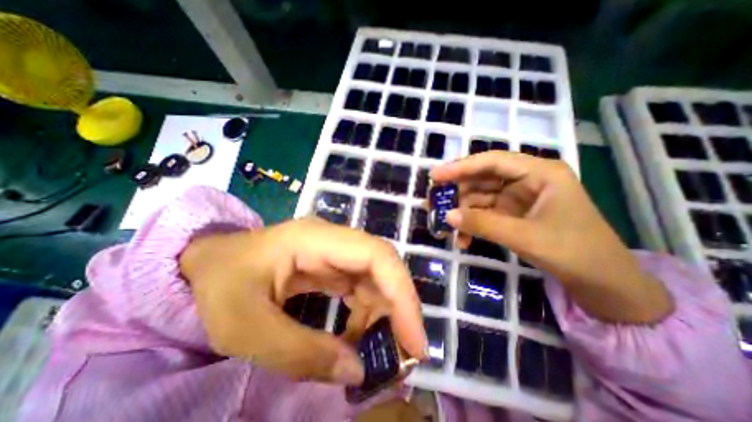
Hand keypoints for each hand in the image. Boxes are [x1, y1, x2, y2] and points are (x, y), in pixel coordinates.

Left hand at [178, 218, 425, 385]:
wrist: (206, 262)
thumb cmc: (219, 284)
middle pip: (382, 265)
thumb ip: (299, 352)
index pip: (376, 255)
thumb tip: (356, 371)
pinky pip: (361, 287)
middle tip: (406, 354)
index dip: (402, 293)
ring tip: (379, 353)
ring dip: (384, 314)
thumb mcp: (243, 327)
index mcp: (316, 240)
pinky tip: (355, 339)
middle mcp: (333, 240)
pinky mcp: (332, 266)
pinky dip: (367, 315)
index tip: (414, 340)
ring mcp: (334, 252)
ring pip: (376, 278)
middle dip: (399, 307)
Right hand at [432, 152, 671, 322]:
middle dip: (457, 193)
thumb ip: (483, 224)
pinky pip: (485, 213)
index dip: (461, 167)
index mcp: (540, 173)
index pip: (492, 161)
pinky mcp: (513, 214)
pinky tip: (463, 239)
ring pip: (480, 197)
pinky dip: (472, 224)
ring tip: (446, 228)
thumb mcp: (525, 236)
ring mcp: (519, 198)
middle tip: (433, 204)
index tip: (435, 175)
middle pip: (482, 178)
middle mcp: (527, 180)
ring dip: (462, 212)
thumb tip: (448, 216)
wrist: (602, 283)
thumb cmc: (574, 252)